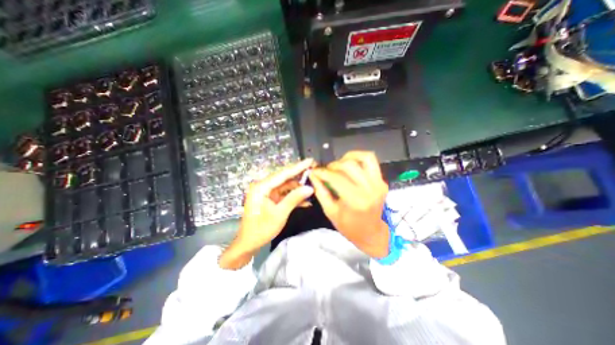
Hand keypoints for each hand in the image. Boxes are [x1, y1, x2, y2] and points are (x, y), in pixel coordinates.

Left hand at [220, 160, 313, 269]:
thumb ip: (294, 199)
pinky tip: (306, 201)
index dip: (298, 167)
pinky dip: (294, 197)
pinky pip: (284, 194)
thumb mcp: (279, 214)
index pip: (283, 174)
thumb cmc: (261, 229)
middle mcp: (264, 186)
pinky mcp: (271, 198)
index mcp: (262, 187)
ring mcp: (268, 192)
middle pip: (285, 178)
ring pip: (286, 186)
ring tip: (313, 188)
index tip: (310, 160)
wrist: (249, 243)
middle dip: (299, 175)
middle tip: (313, 170)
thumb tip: (310, 188)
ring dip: (298, 189)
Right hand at [307, 151, 388, 257]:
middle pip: (349, 165)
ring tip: (338, 165)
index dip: (322, 172)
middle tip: (326, 171)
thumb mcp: (330, 211)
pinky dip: (359, 157)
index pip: (336, 178)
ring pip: (363, 158)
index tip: (314, 171)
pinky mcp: (382, 180)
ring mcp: (378, 183)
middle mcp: (369, 189)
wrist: (372, 233)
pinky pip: (371, 161)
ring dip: (347, 158)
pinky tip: (350, 162)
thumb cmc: (349, 227)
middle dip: (333, 165)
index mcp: (355, 200)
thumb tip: (313, 175)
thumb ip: (320, 191)